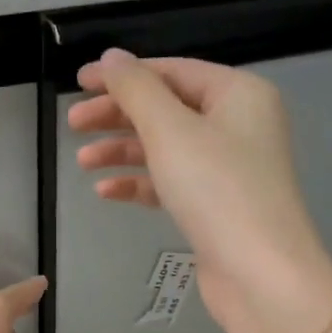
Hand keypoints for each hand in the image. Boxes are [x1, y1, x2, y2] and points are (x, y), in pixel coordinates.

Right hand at [68, 49, 331, 332]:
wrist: (259, 274)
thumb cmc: (217, 190)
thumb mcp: (171, 130)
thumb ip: (136, 90)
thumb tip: (111, 58)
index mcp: (237, 94)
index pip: (171, 71)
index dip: (122, 75)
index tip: (78, 83)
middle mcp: (237, 124)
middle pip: (166, 108)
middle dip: (117, 115)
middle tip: (72, 124)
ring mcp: (228, 168)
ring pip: (165, 148)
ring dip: (122, 151)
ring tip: (82, 162)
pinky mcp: (215, 206)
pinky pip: (170, 183)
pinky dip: (139, 183)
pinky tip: (106, 192)